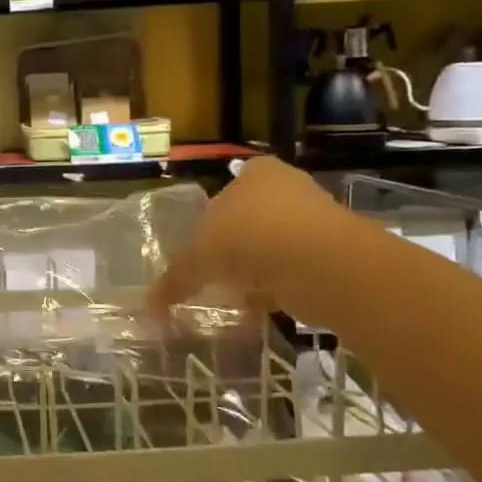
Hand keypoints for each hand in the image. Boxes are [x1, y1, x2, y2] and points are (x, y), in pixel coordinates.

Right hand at [148, 156, 348, 322]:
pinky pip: (293, 271)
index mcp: (256, 173)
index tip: (199, 246)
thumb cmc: (252, 237)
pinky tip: (258, 308)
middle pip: (249, 219)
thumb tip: (149, 304)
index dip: (210, 218)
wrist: (325, 264)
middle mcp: (288, 188)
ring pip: (272, 247)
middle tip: (212, 272)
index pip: (226, 190)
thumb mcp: (201, 256)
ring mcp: (315, 221)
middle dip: (232, 247)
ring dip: (255, 270)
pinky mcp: (332, 255)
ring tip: (232, 295)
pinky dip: (276, 289)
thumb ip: (177, 277)